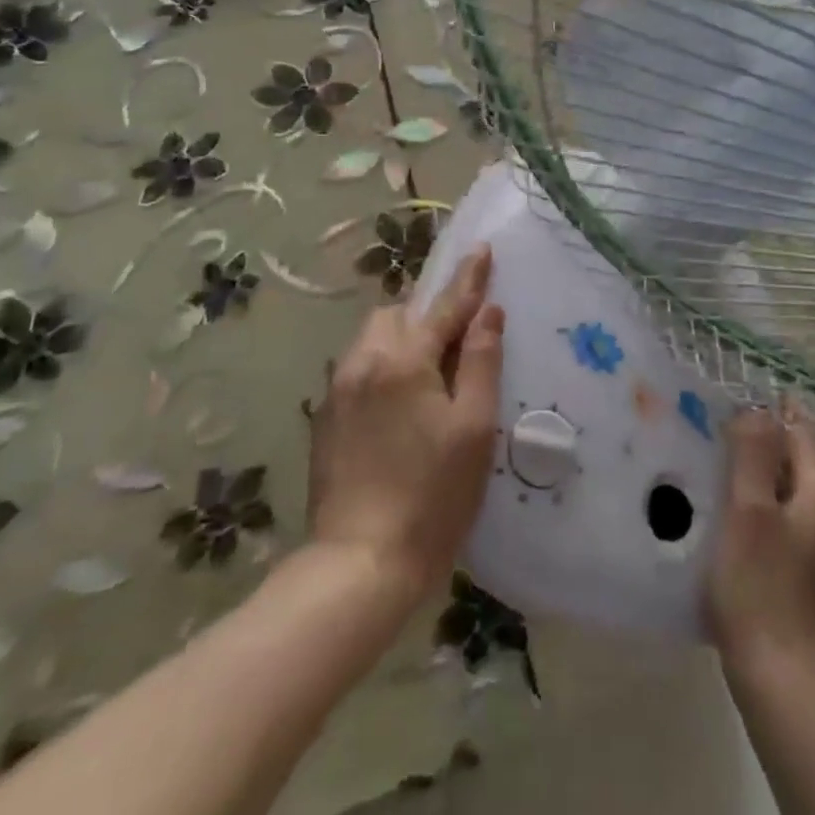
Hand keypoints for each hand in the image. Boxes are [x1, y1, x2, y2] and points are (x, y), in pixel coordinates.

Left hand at [307, 245, 504, 604]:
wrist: (359, 565)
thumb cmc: (432, 496)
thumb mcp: (474, 428)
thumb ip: (482, 362)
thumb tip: (489, 312)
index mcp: (404, 360)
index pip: (444, 306)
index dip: (468, 279)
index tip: (482, 249)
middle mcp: (363, 362)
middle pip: (397, 315)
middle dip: (426, 315)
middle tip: (454, 342)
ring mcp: (337, 390)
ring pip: (372, 340)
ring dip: (402, 340)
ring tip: (427, 375)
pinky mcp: (324, 419)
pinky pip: (357, 369)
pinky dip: (382, 368)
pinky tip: (397, 407)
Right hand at [707, 409, 814, 685]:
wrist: (779, 677)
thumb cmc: (758, 586)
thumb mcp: (748, 511)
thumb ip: (753, 455)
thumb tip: (758, 408)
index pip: (805, 435)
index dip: (779, 411)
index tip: (746, 395)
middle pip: (809, 460)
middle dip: (779, 436)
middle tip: (737, 423)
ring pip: (799, 488)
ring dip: (773, 466)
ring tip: (733, 457)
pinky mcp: (805, 573)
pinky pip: (790, 514)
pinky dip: (770, 496)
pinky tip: (742, 507)